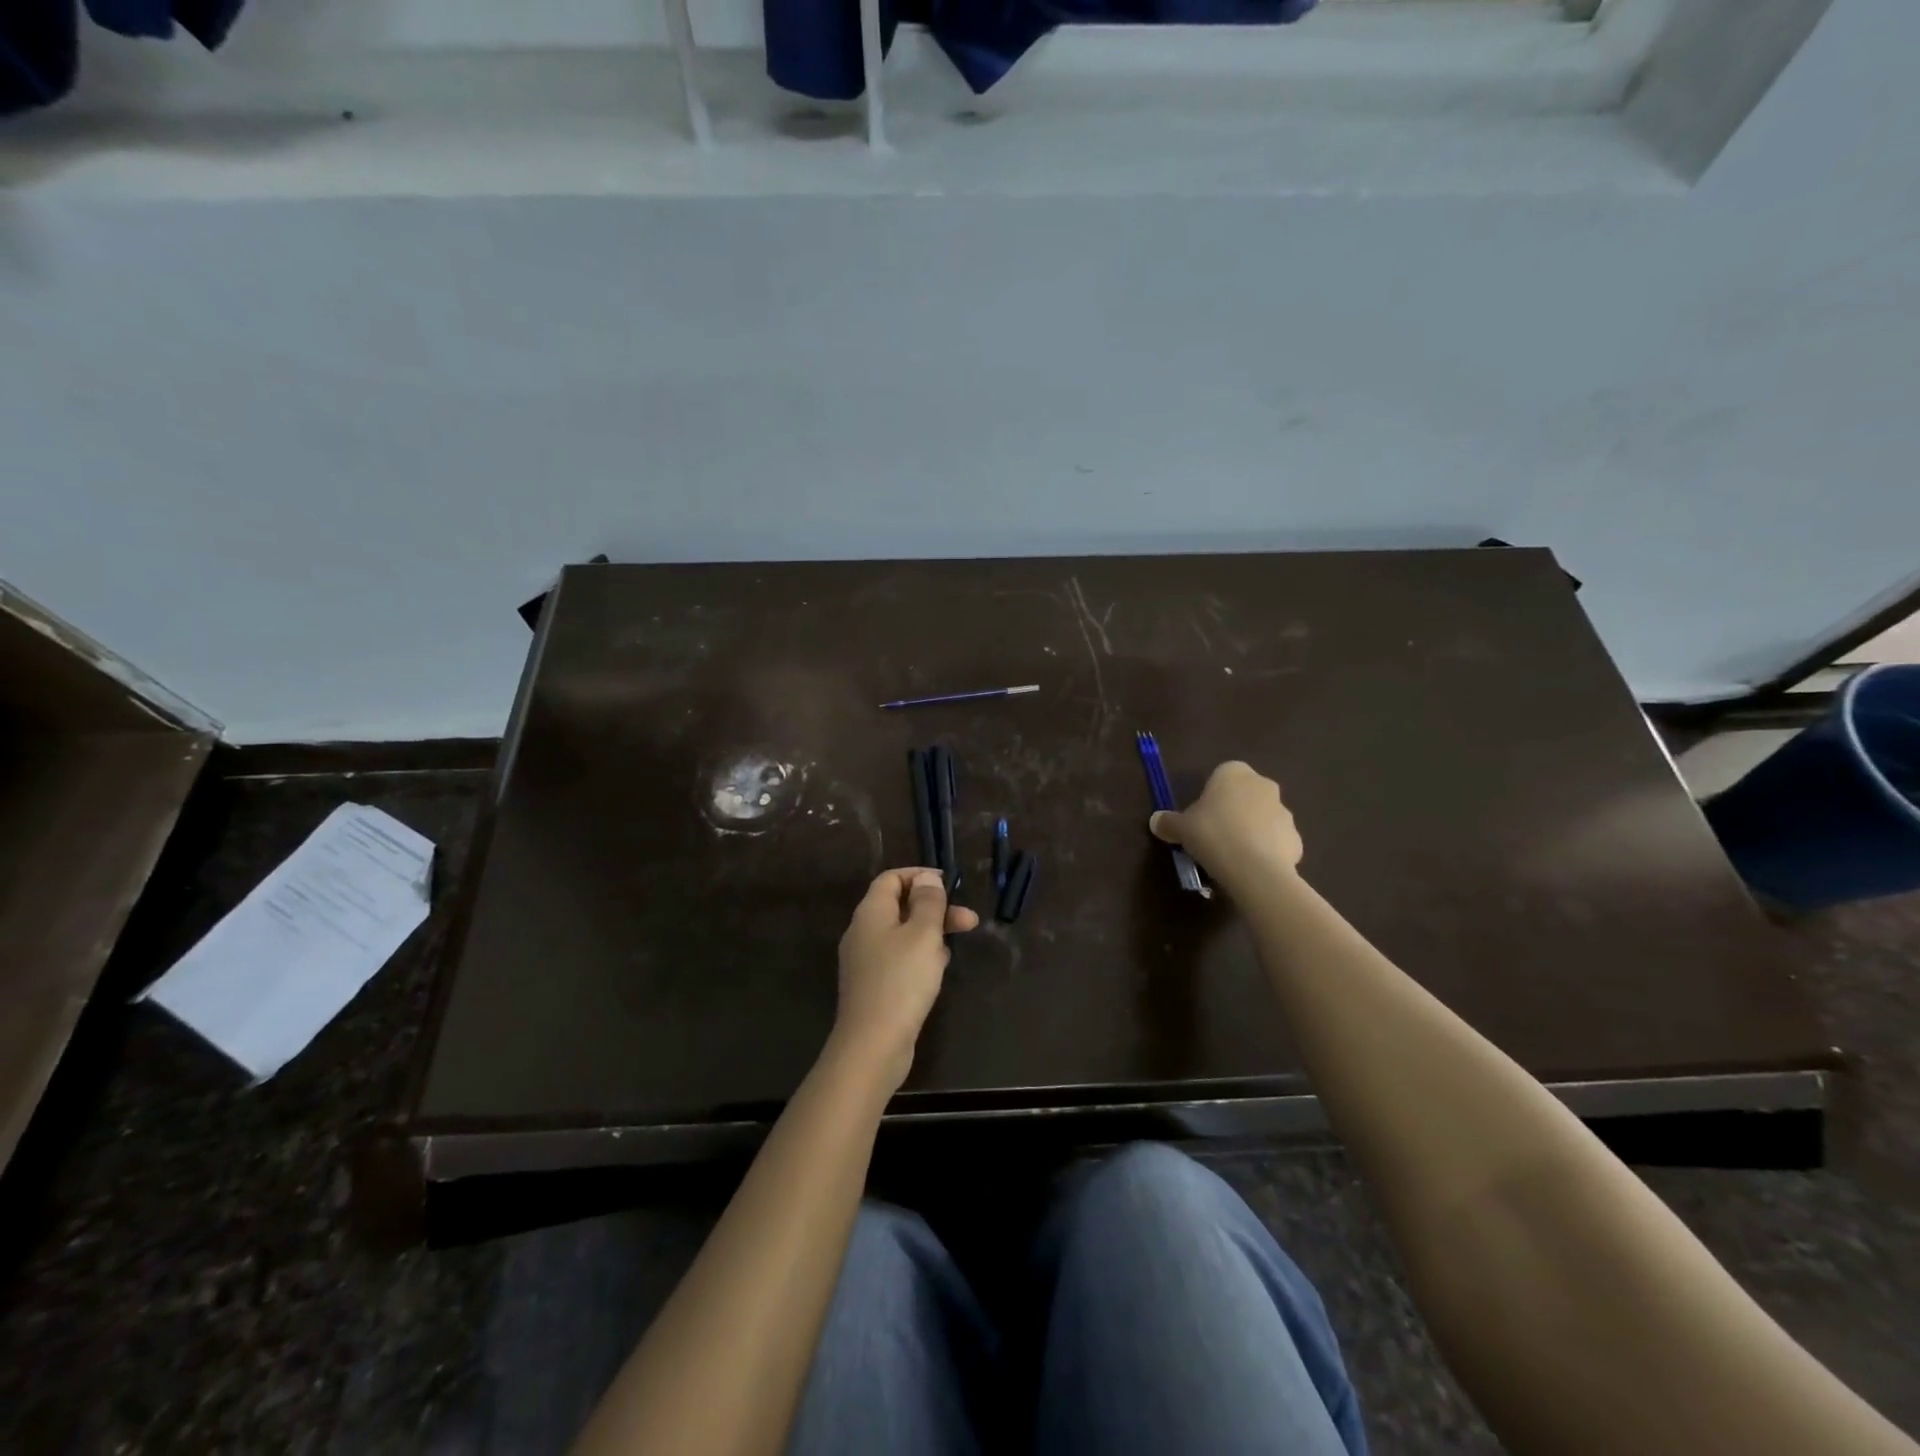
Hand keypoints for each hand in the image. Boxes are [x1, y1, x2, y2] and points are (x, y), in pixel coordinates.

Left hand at [831, 868, 978, 1091]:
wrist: (873, 1044)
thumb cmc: (901, 981)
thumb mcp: (923, 934)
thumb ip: (928, 902)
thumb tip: (926, 878)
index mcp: (870, 913)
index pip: (891, 878)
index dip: (919, 876)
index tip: (949, 883)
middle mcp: (863, 932)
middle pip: (900, 906)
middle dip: (935, 909)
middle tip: (969, 920)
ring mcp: (866, 961)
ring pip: (903, 934)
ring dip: (931, 933)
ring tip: (956, 946)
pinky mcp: (874, 985)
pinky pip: (900, 958)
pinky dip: (921, 956)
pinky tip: (939, 969)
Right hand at [1150, 761, 1303, 894]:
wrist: (1254, 869)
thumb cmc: (1212, 835)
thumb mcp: (1180, 828)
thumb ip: (1168, 822)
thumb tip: (1156, 821)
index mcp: (1233, 773)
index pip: (1221, 775)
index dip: (1210, 796)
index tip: (1200, 817)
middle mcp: (1262, 785)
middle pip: (1244, 796)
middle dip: (1233, 812)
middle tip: (1214, 835)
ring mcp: (1284, 811)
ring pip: (1262, 818)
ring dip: (1251, 831)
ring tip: (1232, 856)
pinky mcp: (1296, 838)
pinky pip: (1275, 841)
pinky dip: (1265, 851)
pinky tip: (1250, 868)